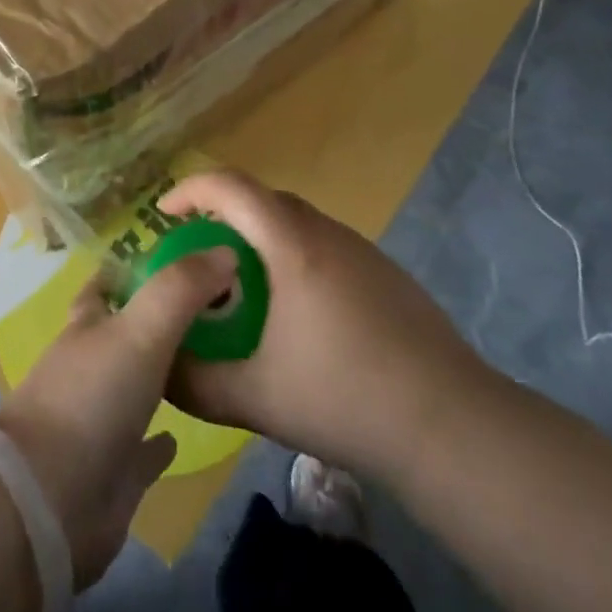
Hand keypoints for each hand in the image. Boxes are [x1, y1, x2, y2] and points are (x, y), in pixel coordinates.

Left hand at [0, 248, 236, 588]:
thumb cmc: (92, 397)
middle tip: (210, 308)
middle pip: (123, 334)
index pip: (105, 286)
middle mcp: (90, 366)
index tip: (170, 258)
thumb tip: (225, 251)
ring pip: (134, 386)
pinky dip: (160, 440)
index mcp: (88, 327)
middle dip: (155, 320)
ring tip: (209, 361)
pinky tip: (183, 434)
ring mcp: (99, 419)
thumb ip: (181, 289)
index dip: (129, 269)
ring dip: (161, 374)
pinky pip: (142, 449)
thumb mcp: (141, 329)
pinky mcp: (113, 472)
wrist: (51, 500)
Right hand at [161, 170, 494, 480]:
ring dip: (259, 238)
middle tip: (198, 257)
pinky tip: (298, 314)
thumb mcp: (255, 398)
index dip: (190, 189)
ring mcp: (361, 250)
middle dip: (221, 216)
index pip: (230, 186)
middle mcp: (325, 232)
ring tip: (243, 287)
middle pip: (261, 199)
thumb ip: (195, 383)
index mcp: (290, 244)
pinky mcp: (385, 273)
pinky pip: (323, 245)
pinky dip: (293, 257)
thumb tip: (158, 369)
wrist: (454, 425)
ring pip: (295, 222)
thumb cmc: (345, 398)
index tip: (163, 214)